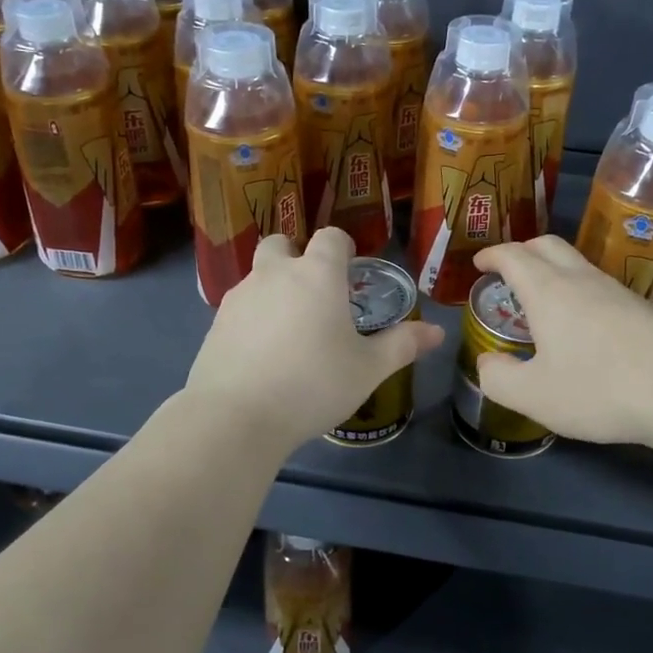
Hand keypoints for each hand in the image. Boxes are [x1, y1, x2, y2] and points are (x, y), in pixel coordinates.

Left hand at [187, 228, 444, 453]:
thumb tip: (437, 331)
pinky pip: (239, 307)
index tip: (350, 268)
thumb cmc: (314, 384)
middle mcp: (275, 274)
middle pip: (282, 243)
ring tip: (289, 328)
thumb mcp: (368, 369)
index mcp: (317, 274)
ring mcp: (240, 296)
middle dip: (296, 256)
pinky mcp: (215, 323)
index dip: (342, 247)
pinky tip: (262, 352)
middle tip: (313, 292)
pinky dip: (252, 317)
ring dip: (273, 287)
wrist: (236, 416)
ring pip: (257, 275)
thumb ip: (402, 345)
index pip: (331, 237)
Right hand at [472, 236, 652, 448]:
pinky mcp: (644, 310)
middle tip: (508, 272)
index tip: (479, 264)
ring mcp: (618, 292)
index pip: (513, 255)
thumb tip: (487, 363)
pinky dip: (579, 292)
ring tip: (542, 301)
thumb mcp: (534, 395)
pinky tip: (583, 326)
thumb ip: (498, 379)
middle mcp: (582, 280)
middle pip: (548, 245)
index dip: (492, 255)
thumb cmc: (600, 388)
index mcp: (548, 291)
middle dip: (522, 251)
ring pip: (578, 264)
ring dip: (553, 271)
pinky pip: (600, 287)